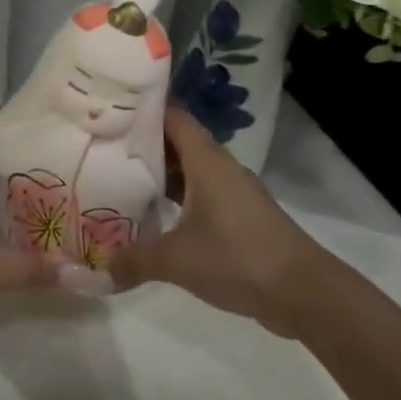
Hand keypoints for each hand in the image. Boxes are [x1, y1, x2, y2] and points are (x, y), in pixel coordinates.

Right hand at [110, 106, 329, 336]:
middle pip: (177, 141)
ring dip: (160, 171)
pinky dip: (177, 195)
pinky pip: (201, 192)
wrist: (304, 292)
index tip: (109, 107)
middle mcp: (220, 167)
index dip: (142, 108)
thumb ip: (134, 261)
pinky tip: (153, 212)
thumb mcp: (177, 260)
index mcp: (206, 160)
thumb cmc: (238, 258)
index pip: (172, 116)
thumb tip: (96, 270)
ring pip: (190, 169)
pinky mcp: (240, 215)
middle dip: (143, 141)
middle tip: (103, 143)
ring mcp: (233, 191)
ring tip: (119, 175)